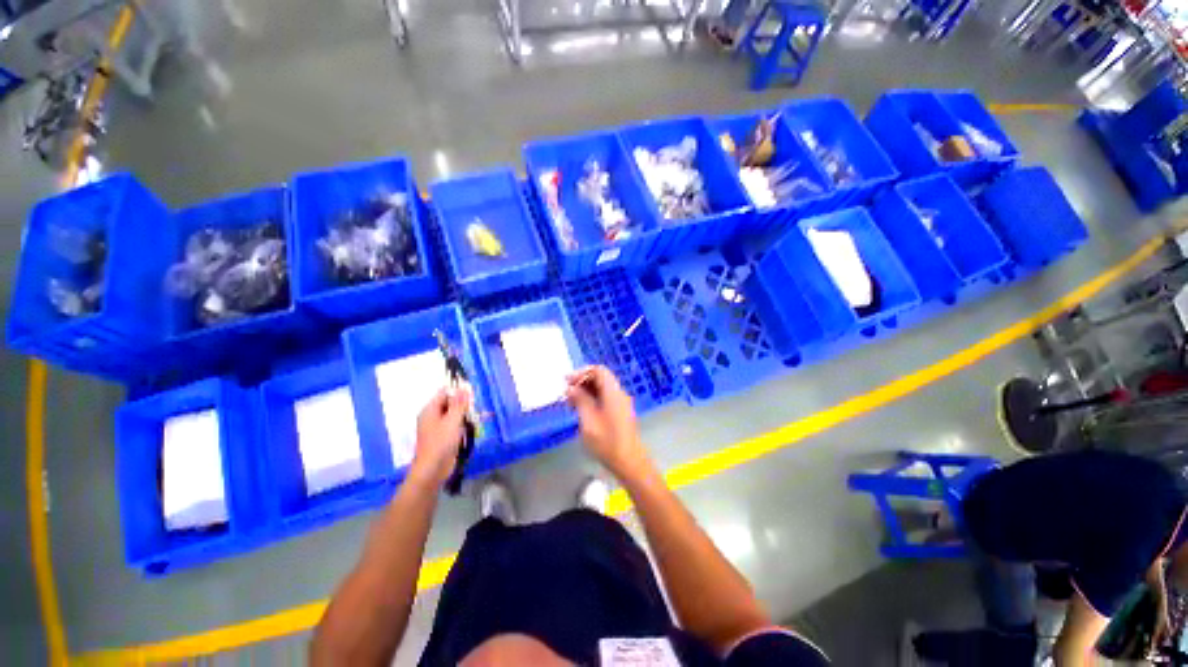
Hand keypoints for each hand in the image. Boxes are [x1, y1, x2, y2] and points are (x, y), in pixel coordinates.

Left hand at [408, 385, 471, 487]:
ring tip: (479, 418)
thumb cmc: (441, 442)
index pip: (444, 393)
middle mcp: (433, 417)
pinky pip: (456, 426)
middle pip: (450, 404)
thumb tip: (464, 387)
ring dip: (466, 415)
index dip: (458, 392)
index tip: (472, 395)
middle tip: (475, 409)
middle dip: (464, 405)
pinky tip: (474, 427)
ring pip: (455, 415)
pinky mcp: (445, 438)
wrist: (433, 469)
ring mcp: (439, 428)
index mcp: (430, 410)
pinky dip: (465, 425)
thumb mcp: (453, 420)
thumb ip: (460, 404)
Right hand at [566, 365, 649, 478]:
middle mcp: (619, 393)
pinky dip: (592, 399)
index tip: (567, 382)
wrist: (629, 462)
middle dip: (582, 381)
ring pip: (602, 388)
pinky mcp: (620, 412)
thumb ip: (580, 400)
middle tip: (566, 392)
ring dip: (586, 391)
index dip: (581, 372)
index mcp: (613, 392)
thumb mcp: (588, 421)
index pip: (598, 370)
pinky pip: (605, 397)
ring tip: (570, 402)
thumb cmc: (607, 442)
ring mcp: (621, 403)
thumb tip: (571, 388)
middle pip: (601, 378)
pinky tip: (581, 410)